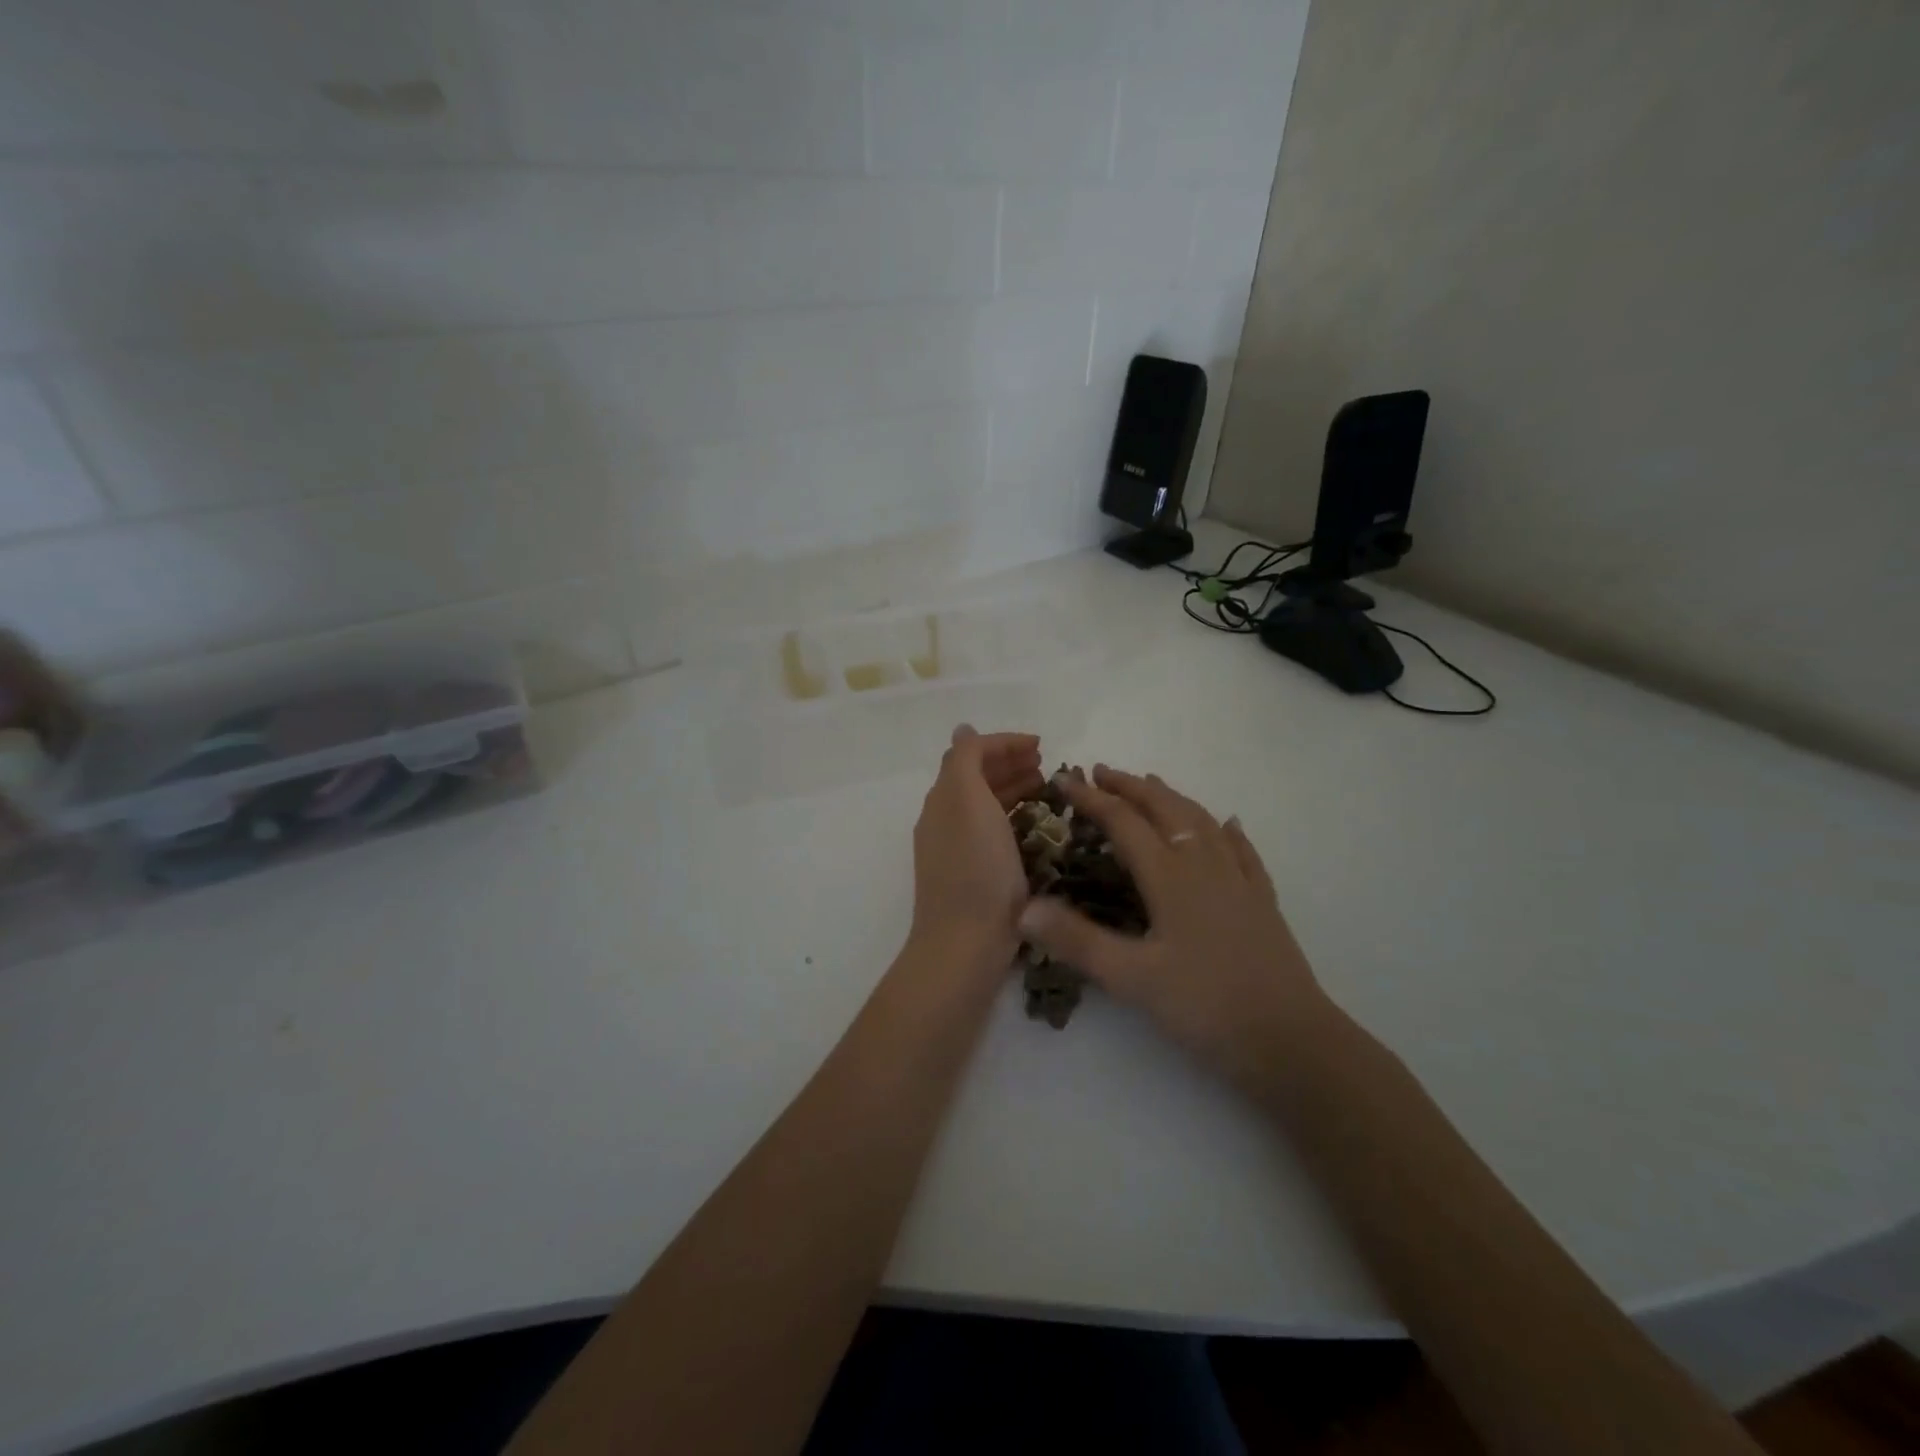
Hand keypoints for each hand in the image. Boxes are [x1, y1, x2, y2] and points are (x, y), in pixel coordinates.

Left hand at [909, 726, 1045, 961]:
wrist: (965, 944)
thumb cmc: (974, 868)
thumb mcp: (966, 801)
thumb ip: (965, 760)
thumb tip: (963, 729)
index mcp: (944, 798)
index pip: (970, 753)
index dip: (1004, 742)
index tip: (1042, 744)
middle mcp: (946, 820)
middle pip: (977, 778)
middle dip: (1010, 764)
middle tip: (1047, 765)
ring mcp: (958, 850)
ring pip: (986, 805)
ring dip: (1014, 788)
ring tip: (1047, 789)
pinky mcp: (974, 876)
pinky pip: (994, 833)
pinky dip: (1015, 818)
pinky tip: (1036, 827)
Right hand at [1016, 765, 1327, 1089]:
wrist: (1290, 1040)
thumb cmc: (1206, 1006)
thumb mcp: (1132, 978)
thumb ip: (1077, 940)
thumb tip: (1023, 908)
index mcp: (1169, 876)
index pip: (1123, 822)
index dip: (1091, 798)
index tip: (1063, 779)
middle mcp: (1203, 865)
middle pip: (1164, 809)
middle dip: (1130, 786)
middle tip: (1101, 772)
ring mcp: (1238, 880)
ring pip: (1202, 821)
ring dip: (1172, 798)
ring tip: (1152, 784)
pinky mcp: (1262, 901)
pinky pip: (1243, 851)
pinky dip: (1227, 830)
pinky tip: (1228, 824)